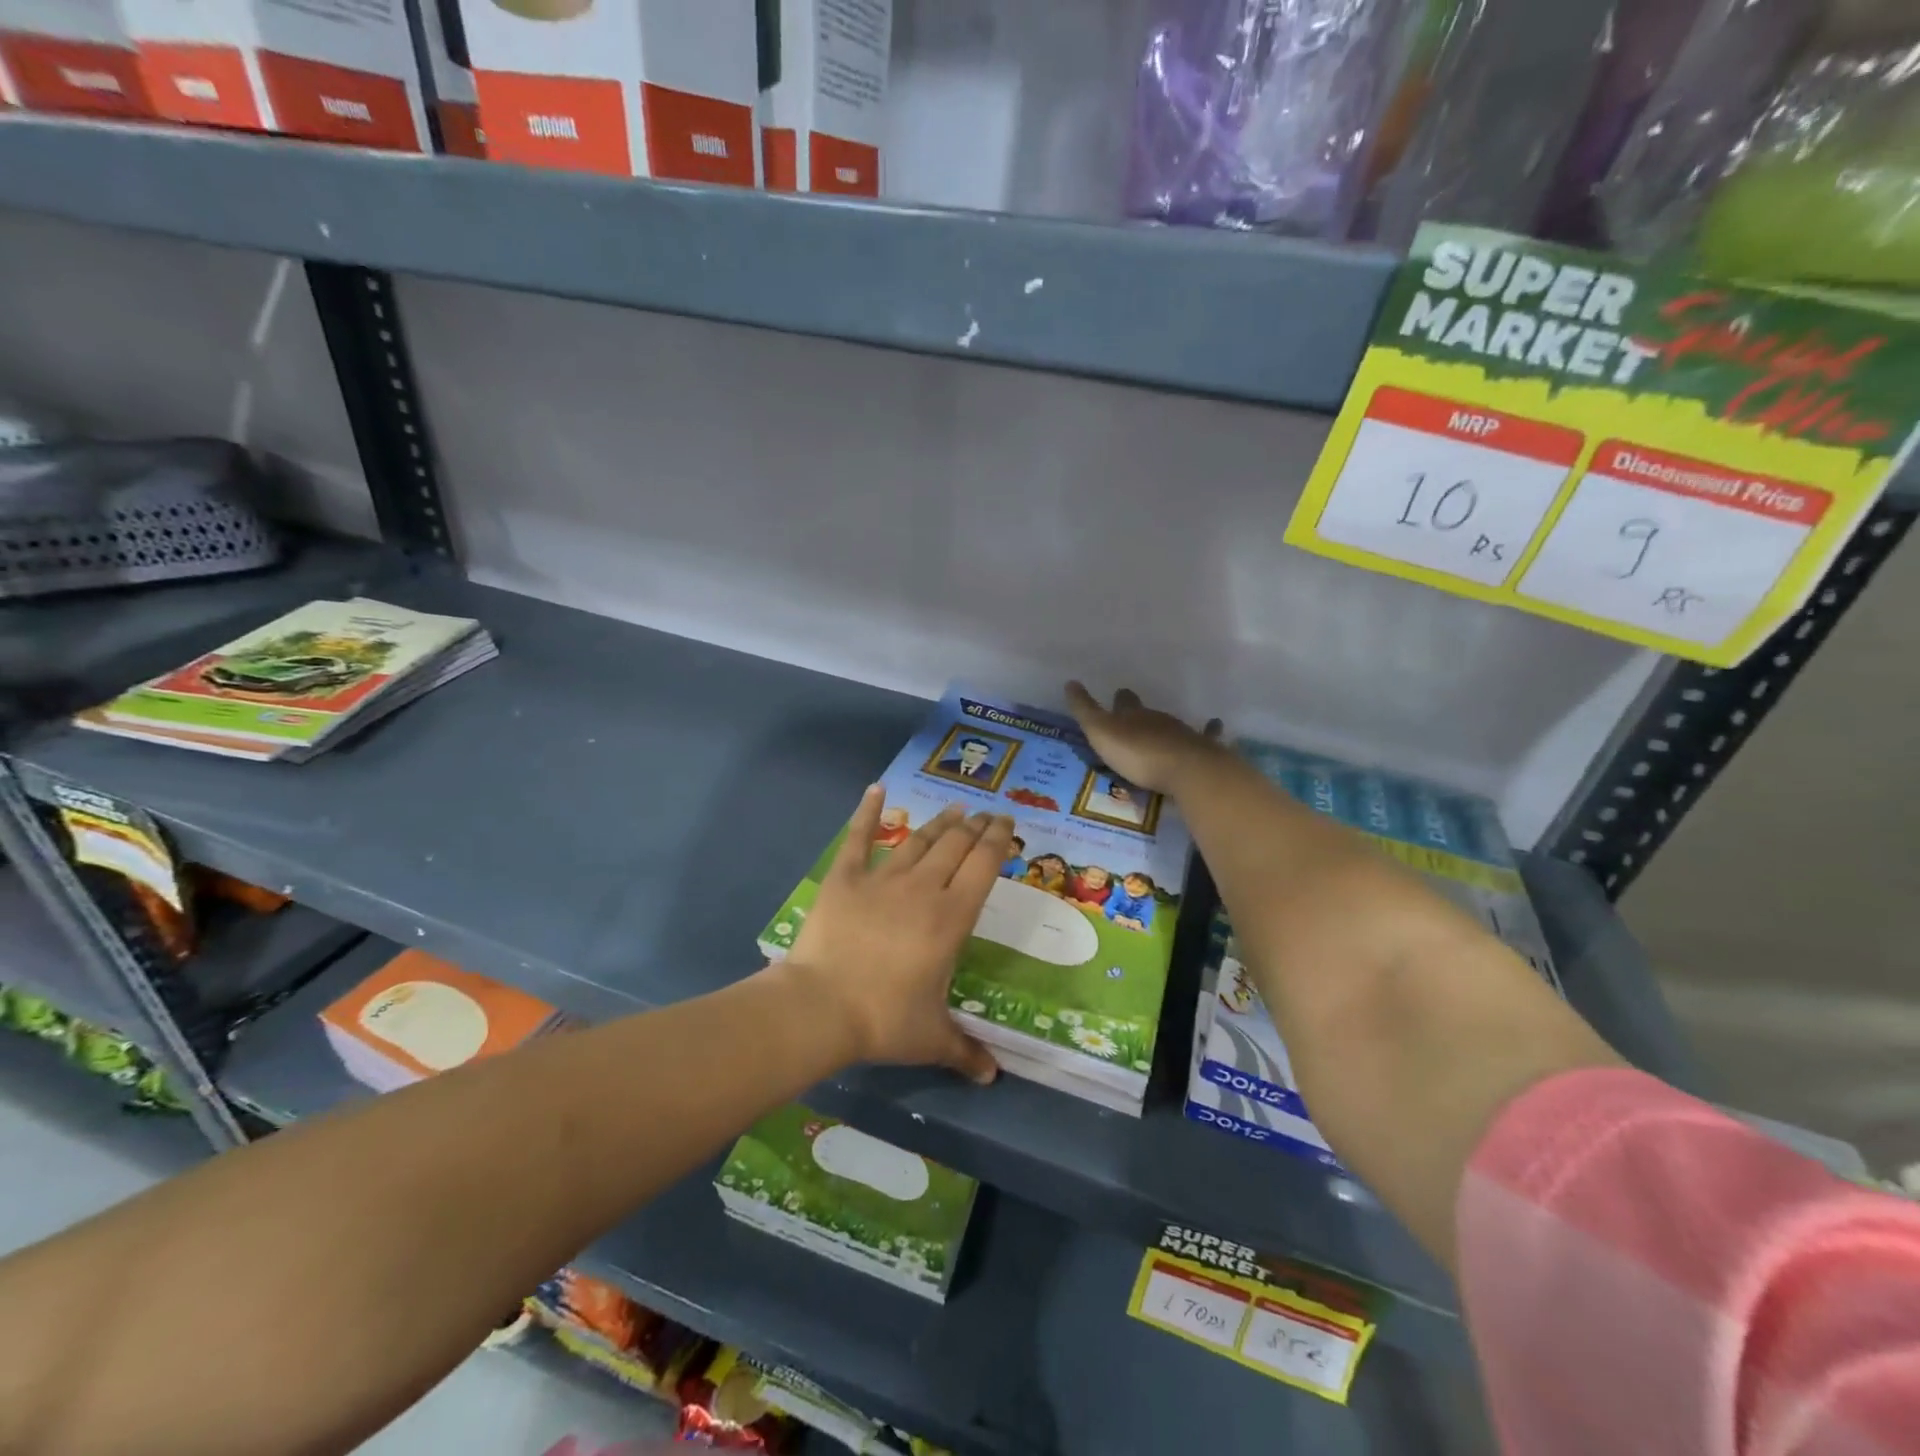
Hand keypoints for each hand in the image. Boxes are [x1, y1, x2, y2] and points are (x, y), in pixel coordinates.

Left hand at [782, 787, 1008, 1084]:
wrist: (819, 1007)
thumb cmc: (883, 1019)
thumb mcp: (931, 1038)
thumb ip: (965, 1051)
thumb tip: (992, 1076)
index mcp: (952, 918)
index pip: (984, 865)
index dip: (998, 840)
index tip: (1007, 825)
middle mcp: (923, 888)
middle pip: (956, 845)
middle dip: (974, 826)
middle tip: (984, 815)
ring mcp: (882, 878)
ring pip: (918, 839)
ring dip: (939, 822)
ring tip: (954, 809)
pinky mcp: (845, 877)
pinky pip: (858, 837)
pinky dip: (867, 812)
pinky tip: (876, 789)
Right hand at [1065, 682, 1222, 794]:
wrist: (1185, 769)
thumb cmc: (1138, 753)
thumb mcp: (1101, 733)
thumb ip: (1085, 710)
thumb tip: (1070, 682)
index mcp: (1133, 714)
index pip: (1124, 701)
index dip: (1120, 700)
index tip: (1118, 696)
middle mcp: (1159, 718)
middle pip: (1148, 712)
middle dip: (1141, 715)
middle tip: (1135, 719)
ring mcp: (1183, 733)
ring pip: (1172, 725)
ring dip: (1165, 729)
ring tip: (1159, 735)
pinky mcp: (1203, 750)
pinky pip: (1208, 736)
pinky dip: (1210, 731)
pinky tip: (1216, 725)